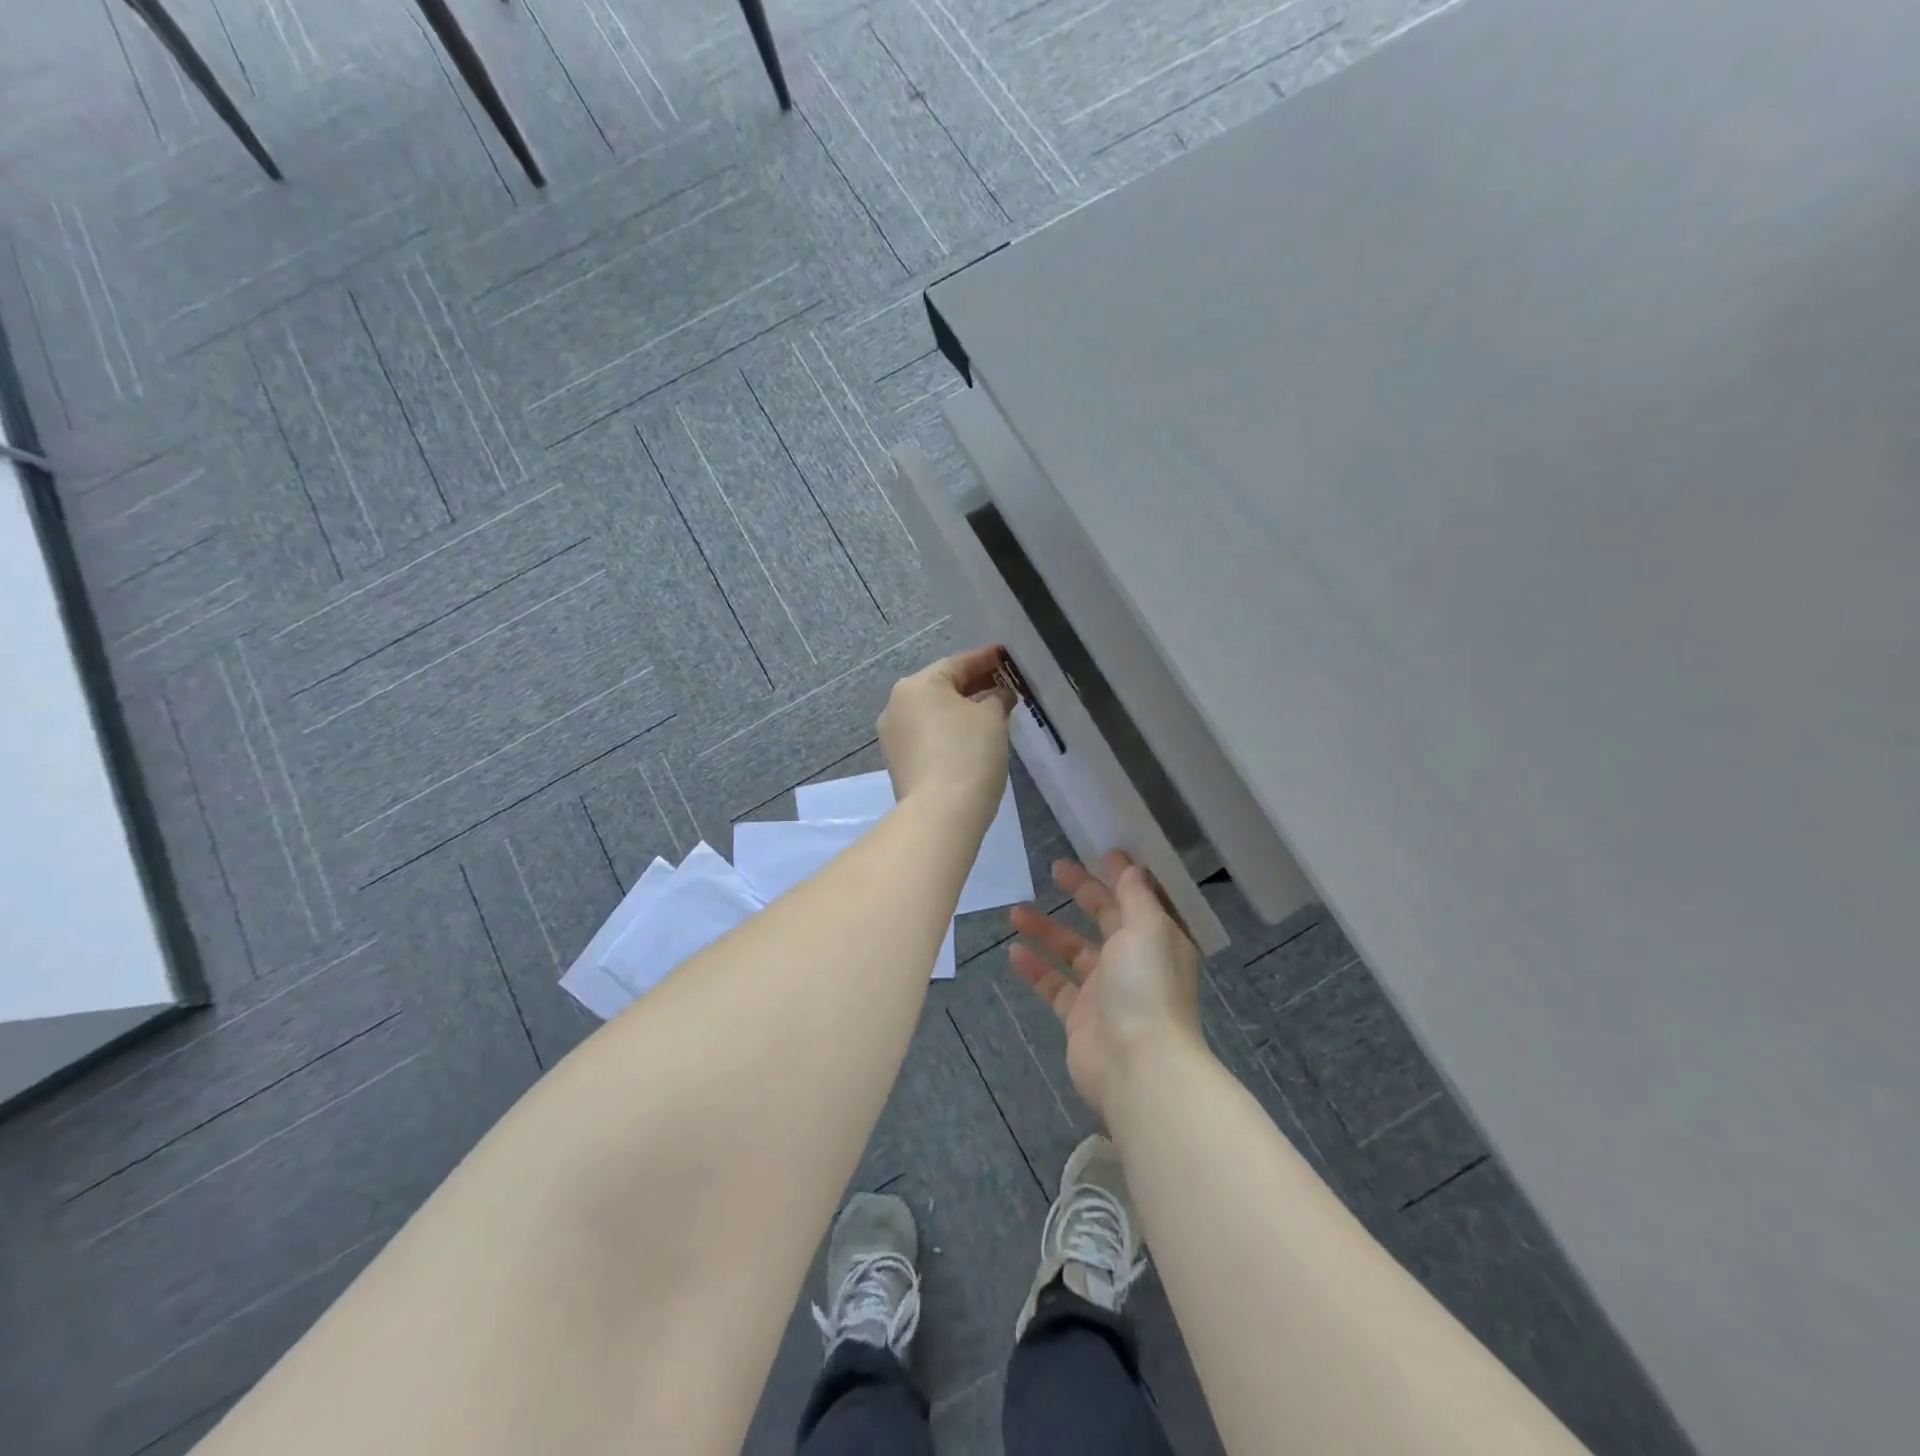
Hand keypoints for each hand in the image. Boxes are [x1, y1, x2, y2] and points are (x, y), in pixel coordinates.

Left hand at [878, 646, 1014, 824]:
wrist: (940, 814)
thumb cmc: (968, 754)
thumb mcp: (992, 718)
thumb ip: (997, 698)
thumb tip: (998, 695)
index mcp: (916, 685)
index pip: (957, 663)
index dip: (985, 659)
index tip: (1005, 657)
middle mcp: (896, 705)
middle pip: (941, 687)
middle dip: (973, 685)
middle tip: (1003, 684)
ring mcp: (893, 736)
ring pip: (933, 713)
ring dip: (960, 710)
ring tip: (991, 712)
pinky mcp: (897, 762)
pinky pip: (927, 735)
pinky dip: (948, 731)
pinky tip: (971, 737)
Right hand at [1009, 852, 1202, 1119]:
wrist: (1136, 1066)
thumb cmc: (1146, 987)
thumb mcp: (1147, 928)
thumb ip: (1136, 896)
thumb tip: (1133, 867)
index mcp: (1157, 939)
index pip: (1139, 898)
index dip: (1123, 875)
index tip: (1102, 851)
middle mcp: (1134, 962)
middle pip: (1105, 919)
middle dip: (1083, 893)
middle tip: (1056, 868)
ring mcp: (1105, 991)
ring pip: (1073, 951)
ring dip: (1048, 930)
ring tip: (1015, 912)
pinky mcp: (1080, 1017)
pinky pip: (1054, 985)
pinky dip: (1036, 969)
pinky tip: (1014, 953)